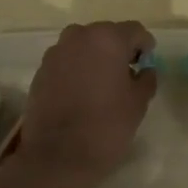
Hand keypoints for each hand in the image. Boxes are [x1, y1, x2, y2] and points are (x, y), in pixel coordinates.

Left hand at [19, 21, 156, 187]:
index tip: (146, 65)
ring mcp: (56, 51)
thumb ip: (146, 78)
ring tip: (102, 85)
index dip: (144, 46)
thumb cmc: (105, 126)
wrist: (57, 156)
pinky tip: (81, 93)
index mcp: (107, 38)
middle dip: (118, 50)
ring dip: (95, 58)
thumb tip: (144, 70)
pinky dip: (76, 69)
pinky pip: (66, 61)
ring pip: (84, 46)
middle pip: (106, 34)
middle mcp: (79, 36)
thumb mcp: (138, 103)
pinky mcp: (41, 69)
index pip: (134, 30)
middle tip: (126, 75)